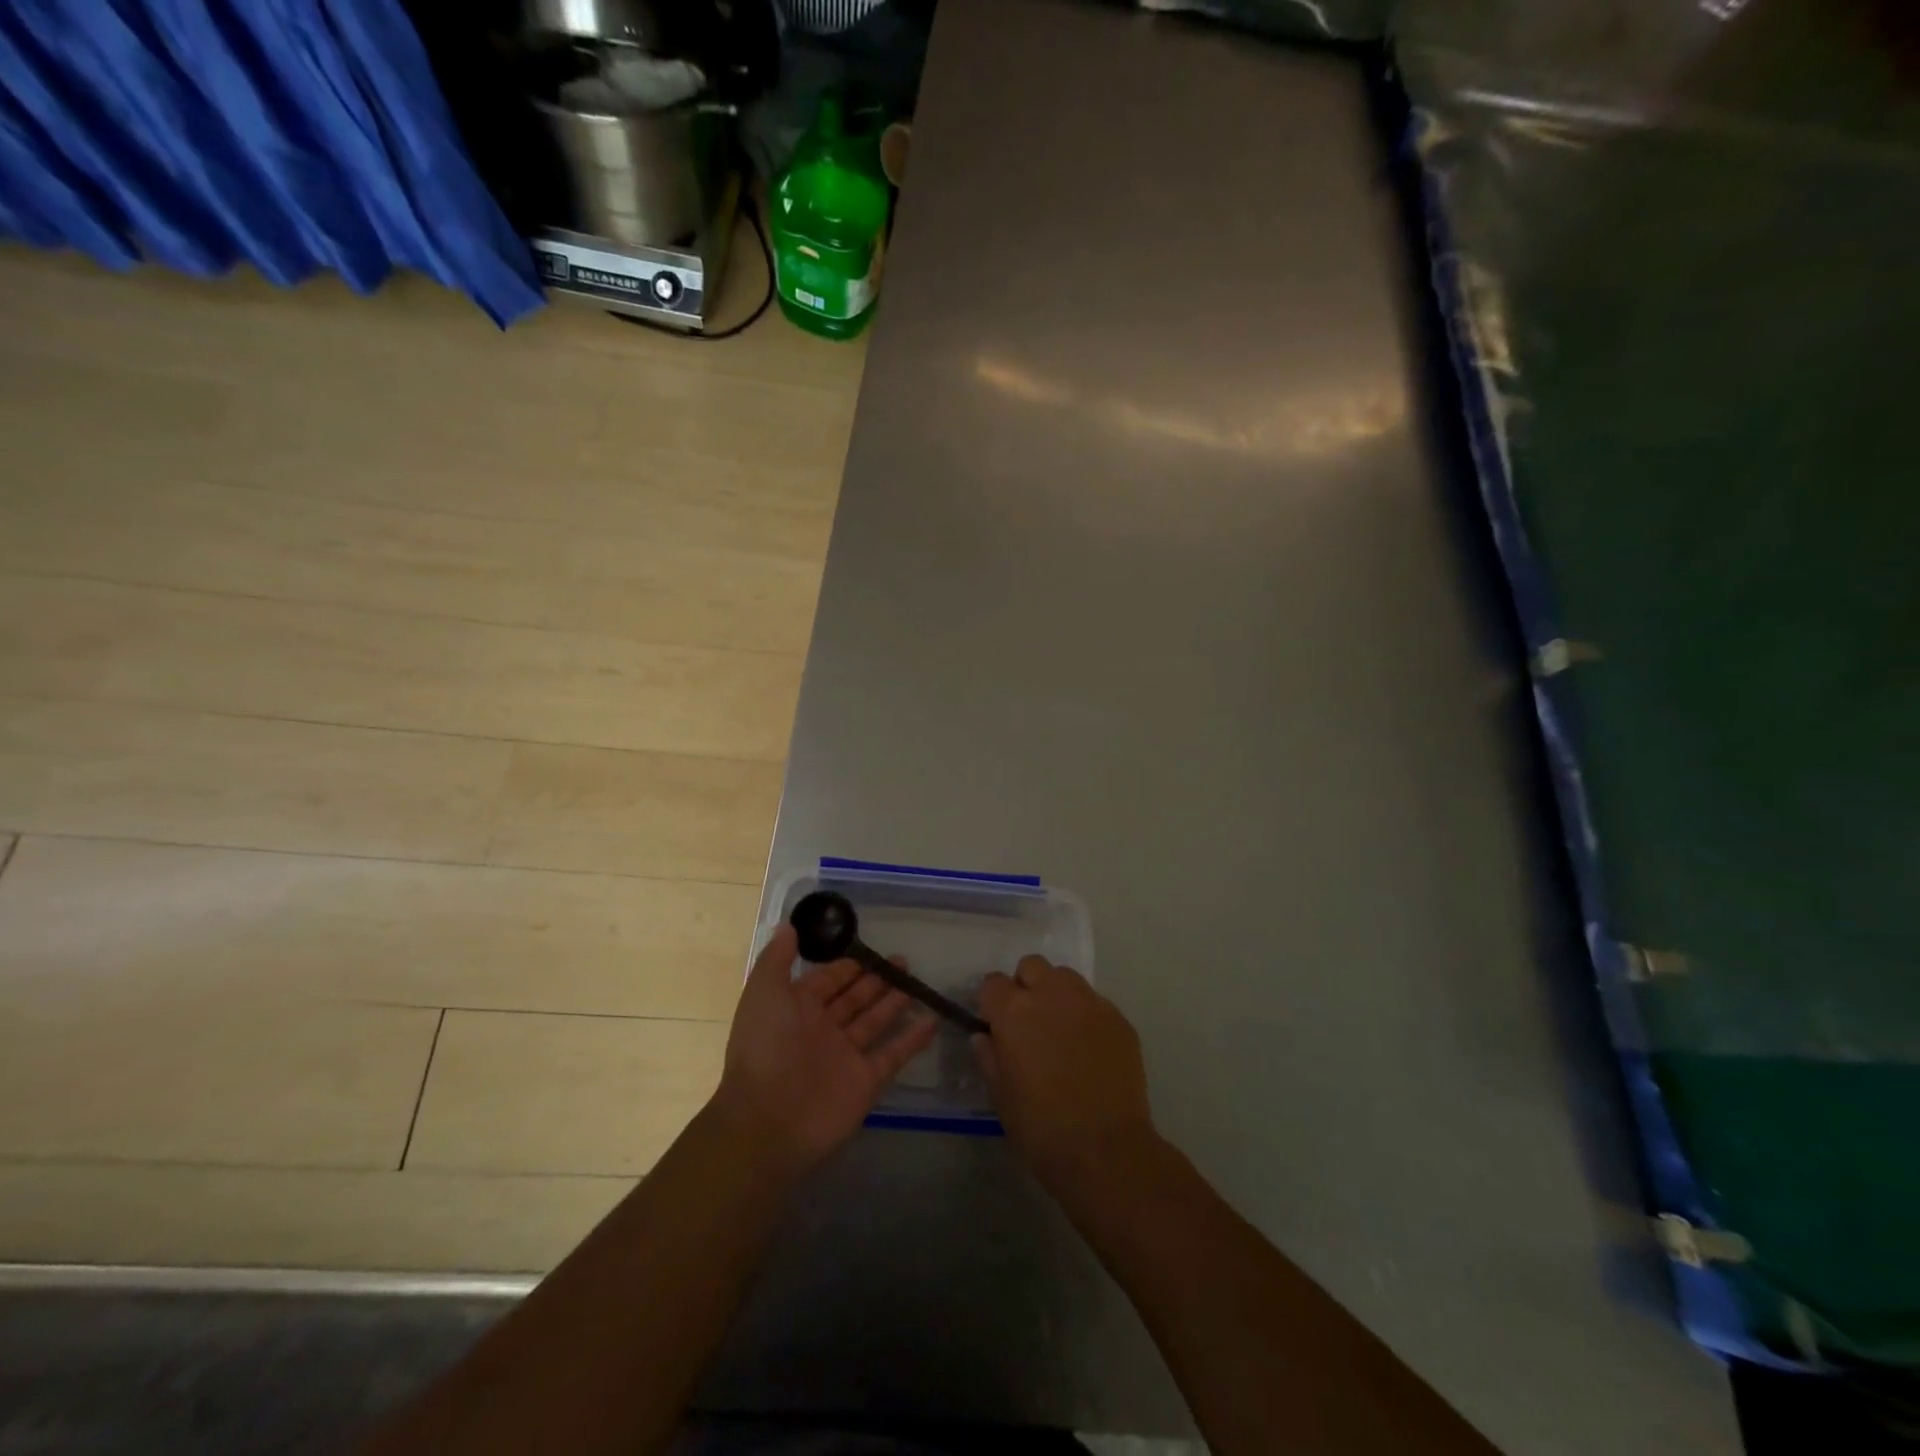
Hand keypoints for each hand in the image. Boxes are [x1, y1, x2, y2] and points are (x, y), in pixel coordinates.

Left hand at [713, 925, 938, 1171]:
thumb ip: (777, 958)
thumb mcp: (764, 992)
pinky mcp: (865, 1081)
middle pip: (855, 998)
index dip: (848, 965)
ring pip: (875, 1021)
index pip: (828, 980)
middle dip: (876, 979)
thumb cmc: (766, 1048)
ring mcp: (846, 1056)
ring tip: (917, 981)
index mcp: (798, 1008)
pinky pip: (893, 1054)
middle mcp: (823, 1029)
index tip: (872, 949)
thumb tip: (789, 925)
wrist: (768, 1121)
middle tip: (904, 960)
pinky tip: (932, 1020)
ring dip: (895, 1002)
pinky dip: (912, 1039)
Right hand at [975, 956, 1157, 1194]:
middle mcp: (1052, 994)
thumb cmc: (1041, 1128)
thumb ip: (988, 1056)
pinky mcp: (1119, 1019)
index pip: (992, 982)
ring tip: (1060, 1030)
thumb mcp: (1000, 1096)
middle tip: (1028, 1022)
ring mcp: (1090, 1003)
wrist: (1106, 1151)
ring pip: (1066, 978)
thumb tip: (985, 1036)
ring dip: (1057, 994)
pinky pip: (1095, 1003)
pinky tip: (1089, 1049)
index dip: (991, 1002)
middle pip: (1032, 966)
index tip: (995, 1025)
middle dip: (1025, 986)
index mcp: (1015, 1011)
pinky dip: (1086, 1016)